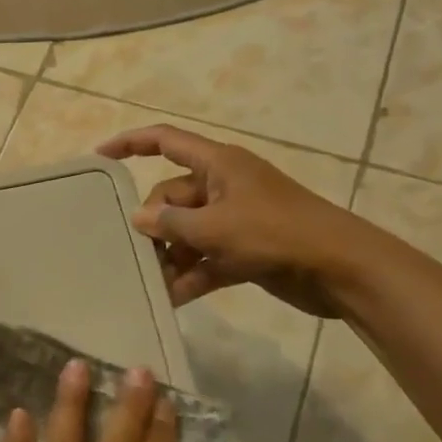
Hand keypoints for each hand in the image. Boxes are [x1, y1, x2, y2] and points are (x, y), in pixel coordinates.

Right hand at [98, 124, 360, 317]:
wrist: (342, 270)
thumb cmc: (276, 234)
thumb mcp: (216, 227)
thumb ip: (171, 223)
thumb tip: (138, 219)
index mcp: (218, 165)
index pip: (165, 142)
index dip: (131, 144)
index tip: (99, 156)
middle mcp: (222, 187)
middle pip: (171, 197)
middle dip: (153, 225)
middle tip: (134, 253)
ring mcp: (234, 220)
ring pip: (187, 233)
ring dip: (170, 257)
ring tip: (149, 283)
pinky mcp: (244, 251)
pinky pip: (205, 259)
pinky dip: (190, 276)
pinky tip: (170, 299)